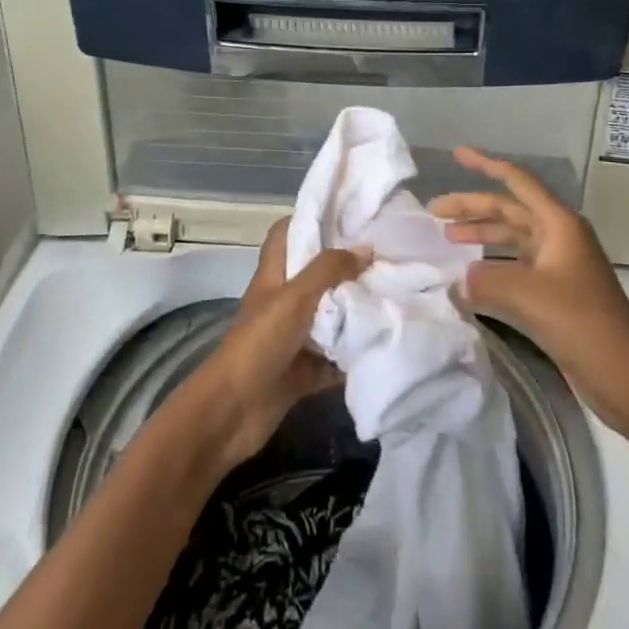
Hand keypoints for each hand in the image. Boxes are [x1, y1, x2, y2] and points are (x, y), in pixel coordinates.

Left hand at [168, 220, 362, 472]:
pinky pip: (335, 358)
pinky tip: (385, 343)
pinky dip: (354, 354)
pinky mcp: (303, 372)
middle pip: (316, 276)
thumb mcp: (295, 297)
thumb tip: (366, 248)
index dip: (309, 220)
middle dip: (347, 268)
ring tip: (395, 296)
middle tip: (386, 257)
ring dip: (356, 312)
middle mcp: (283, 303)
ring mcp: (293, 338)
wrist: (233, 412)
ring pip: (329, 317)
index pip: (286, 235)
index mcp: (274, 277)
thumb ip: (329, 270)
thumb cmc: (260, 343)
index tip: (346, 216)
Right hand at [430, 146, 628, 434]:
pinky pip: (515, 267)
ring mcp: (557, 266)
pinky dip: (491, 266)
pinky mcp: (554, 294)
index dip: (485, 165)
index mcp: (559, 224)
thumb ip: (485, 279)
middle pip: (509, 210)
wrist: (626, 375)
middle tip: (433, 212)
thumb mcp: (528, 295)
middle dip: (472, 207)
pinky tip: (469, 276)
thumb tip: (459, 278)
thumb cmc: (582, 323)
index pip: (517, 182)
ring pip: (511, 239)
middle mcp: (558, 237)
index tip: (456, 155)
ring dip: (480, 235)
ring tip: (446, 239)